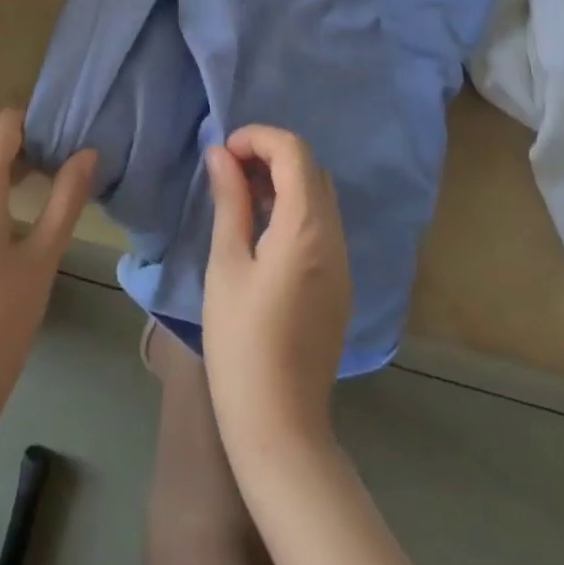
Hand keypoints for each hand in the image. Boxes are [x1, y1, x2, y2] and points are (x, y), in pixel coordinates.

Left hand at [0, 110, 96, 435]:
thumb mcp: (41, 260)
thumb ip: (65, 200)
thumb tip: (87, 152)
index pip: (4, 126)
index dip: (36, 117)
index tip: (69, 124)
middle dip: (33, 147)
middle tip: (74, 156)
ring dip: (16, 175)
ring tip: (56, 184)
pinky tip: (24, 220)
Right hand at [201, 125, 353, 461]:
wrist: (280, 425)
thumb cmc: (242, 342)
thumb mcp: (226, 264)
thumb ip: (229, 202)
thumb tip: (221, 155)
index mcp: (306, 228)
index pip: (294, 152)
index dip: (258, 139)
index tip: (224, 154)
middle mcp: (334, 237)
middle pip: (311, 169)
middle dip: (271, 156)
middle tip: (230, 173)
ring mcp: (342, 262)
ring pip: (320, 196)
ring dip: (283, 181)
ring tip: (241, 198)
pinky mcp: (340, 284)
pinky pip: (322, 225)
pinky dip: (295, 210)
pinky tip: (262, 232)